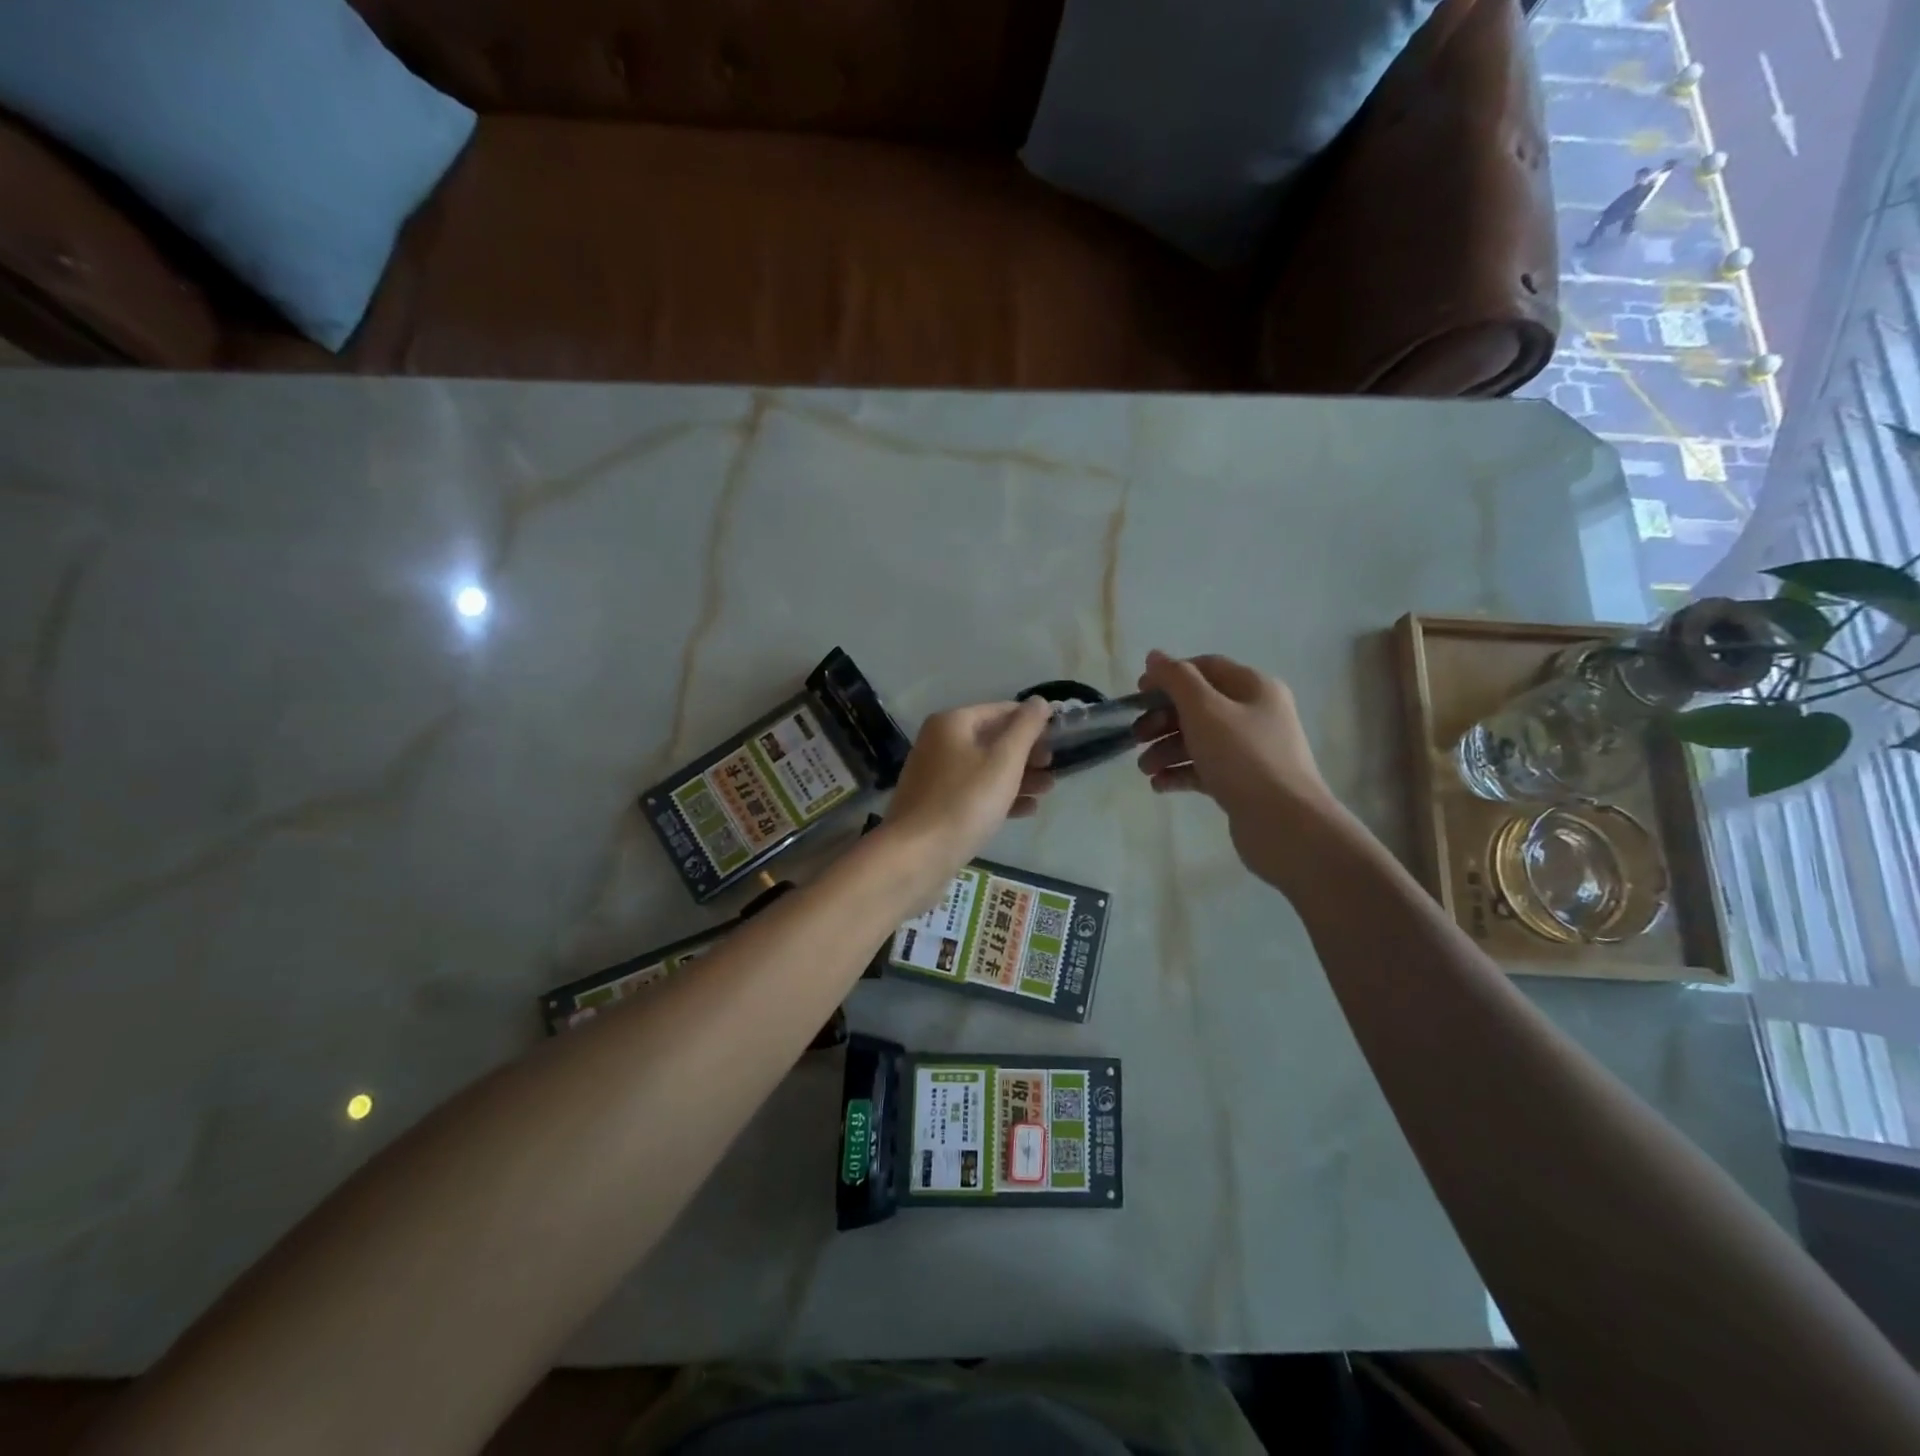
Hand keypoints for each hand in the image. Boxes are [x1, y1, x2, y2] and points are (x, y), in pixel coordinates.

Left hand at [883, 699, 1056, 875]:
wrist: (917, 855)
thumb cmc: (965, 801)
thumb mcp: (1004, 761)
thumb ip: (1025, 728)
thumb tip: (1040, 701)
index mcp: (952, 724)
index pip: (1001, 711)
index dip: (1033, 722)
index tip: (1060, 737)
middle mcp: (940, 743)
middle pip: (992, 740)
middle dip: (1027, 753)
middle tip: (1054, 767)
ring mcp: (936, 776)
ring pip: (985, 768)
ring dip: (1019, 776)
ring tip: (1048, 789)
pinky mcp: (937, 805)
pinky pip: (974, 792)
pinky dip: (1000, 797)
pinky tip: (1027, 810)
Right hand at [1132, 650, 1340, 886]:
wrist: (1285, 824)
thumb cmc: (1243, 758)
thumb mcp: (1204, 710)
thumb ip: (1176, 679)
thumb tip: (1155, 656)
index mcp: (1253, 688)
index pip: (1205, 668)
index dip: (1169, 676)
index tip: (1138, 694)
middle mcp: (1255, 714)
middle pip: (1198, 706)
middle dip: (1162, 719)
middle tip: (1136, 737)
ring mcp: (1250, 751)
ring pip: (1199, 740)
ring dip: (1166, 750)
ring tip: (1145, 770)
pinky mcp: (1243, 783)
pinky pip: (1205, 769)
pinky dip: (1180, 773)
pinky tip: (1160, 785)